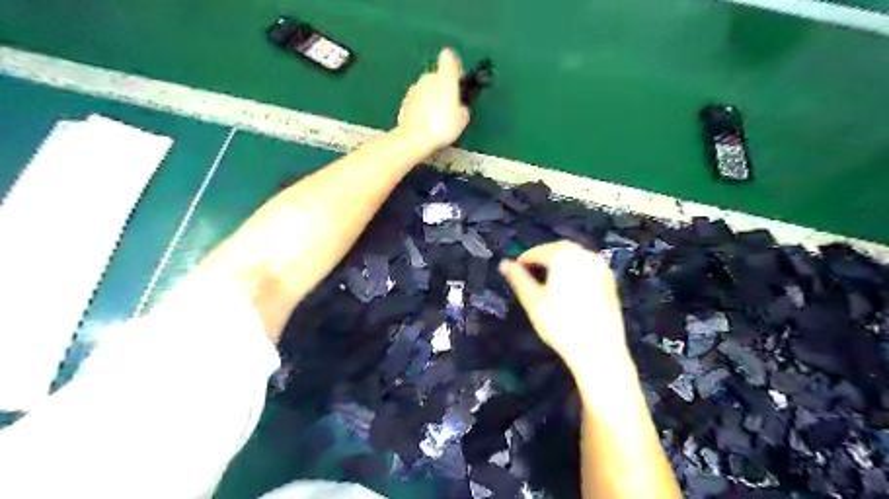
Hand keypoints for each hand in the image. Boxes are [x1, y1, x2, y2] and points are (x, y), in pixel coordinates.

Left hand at [398, 47, 471, 149]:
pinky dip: (421, 108)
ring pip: (426, 89)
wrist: (414, 139)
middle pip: (437, 76)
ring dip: (431, 99)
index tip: (457, 80)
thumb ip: (462, 107)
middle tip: (448, 108)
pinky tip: (424, 123)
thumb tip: (458, 107)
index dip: (453, 66)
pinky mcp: (404, 101)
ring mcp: (414, 89)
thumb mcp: (462, 119)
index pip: (448, 57)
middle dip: (442, 88)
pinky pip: (417, 101)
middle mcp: (428, 78)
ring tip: (435, 119)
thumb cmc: (442, 126)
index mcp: (445, 78)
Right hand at [499, 241, 631, 374]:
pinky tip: (568, 286)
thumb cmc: (560, 324)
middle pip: (561, 249)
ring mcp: (601, 268)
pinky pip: (588, 267)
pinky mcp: (610, 282)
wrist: (599, 350)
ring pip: (577, 256)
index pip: (541, 250)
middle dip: (544, 256)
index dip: (526, 257)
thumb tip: (505, 264)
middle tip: (530, 269)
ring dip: (560, 261)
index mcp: (566, 257)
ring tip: (547, 277)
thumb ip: (518, 278)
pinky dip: (575, 269)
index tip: (516, 266)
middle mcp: (586, 256)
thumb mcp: (533, 301)